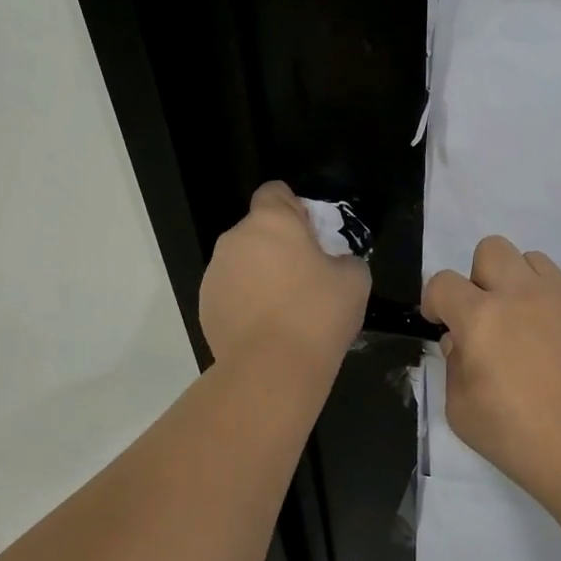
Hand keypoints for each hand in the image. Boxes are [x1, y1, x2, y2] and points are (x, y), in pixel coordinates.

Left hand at [200, 182, 370, 366]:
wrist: (272, 369)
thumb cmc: (318, 313)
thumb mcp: (355, 279)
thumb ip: (344, 259)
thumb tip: (334, 264)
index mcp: (271, 222)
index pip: (274, 192)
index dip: (294, 207)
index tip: (311, 233)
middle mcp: (235, 240)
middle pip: (258, 230)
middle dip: (278, 245)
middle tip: (305, 276)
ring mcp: (215, 273)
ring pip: (242, 262)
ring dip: (261, 274)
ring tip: (285, 308)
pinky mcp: (205, 306)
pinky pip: (231, 292)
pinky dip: (246, 301)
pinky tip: (267, 328)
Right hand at [423, 236, 560, 496]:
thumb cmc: (519, 440)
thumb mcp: (462, 412)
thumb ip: (453, 365)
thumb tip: (460, 340)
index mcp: (482, 318)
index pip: (443, 283)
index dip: (434, 301)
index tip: (440, 322)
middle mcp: (522, 295)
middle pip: (492, 249)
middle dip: (479, 277)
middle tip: (485, 316)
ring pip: (535, 260)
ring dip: (520, 284)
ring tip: (525, 322)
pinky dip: (559, 303)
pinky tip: (560, 337)